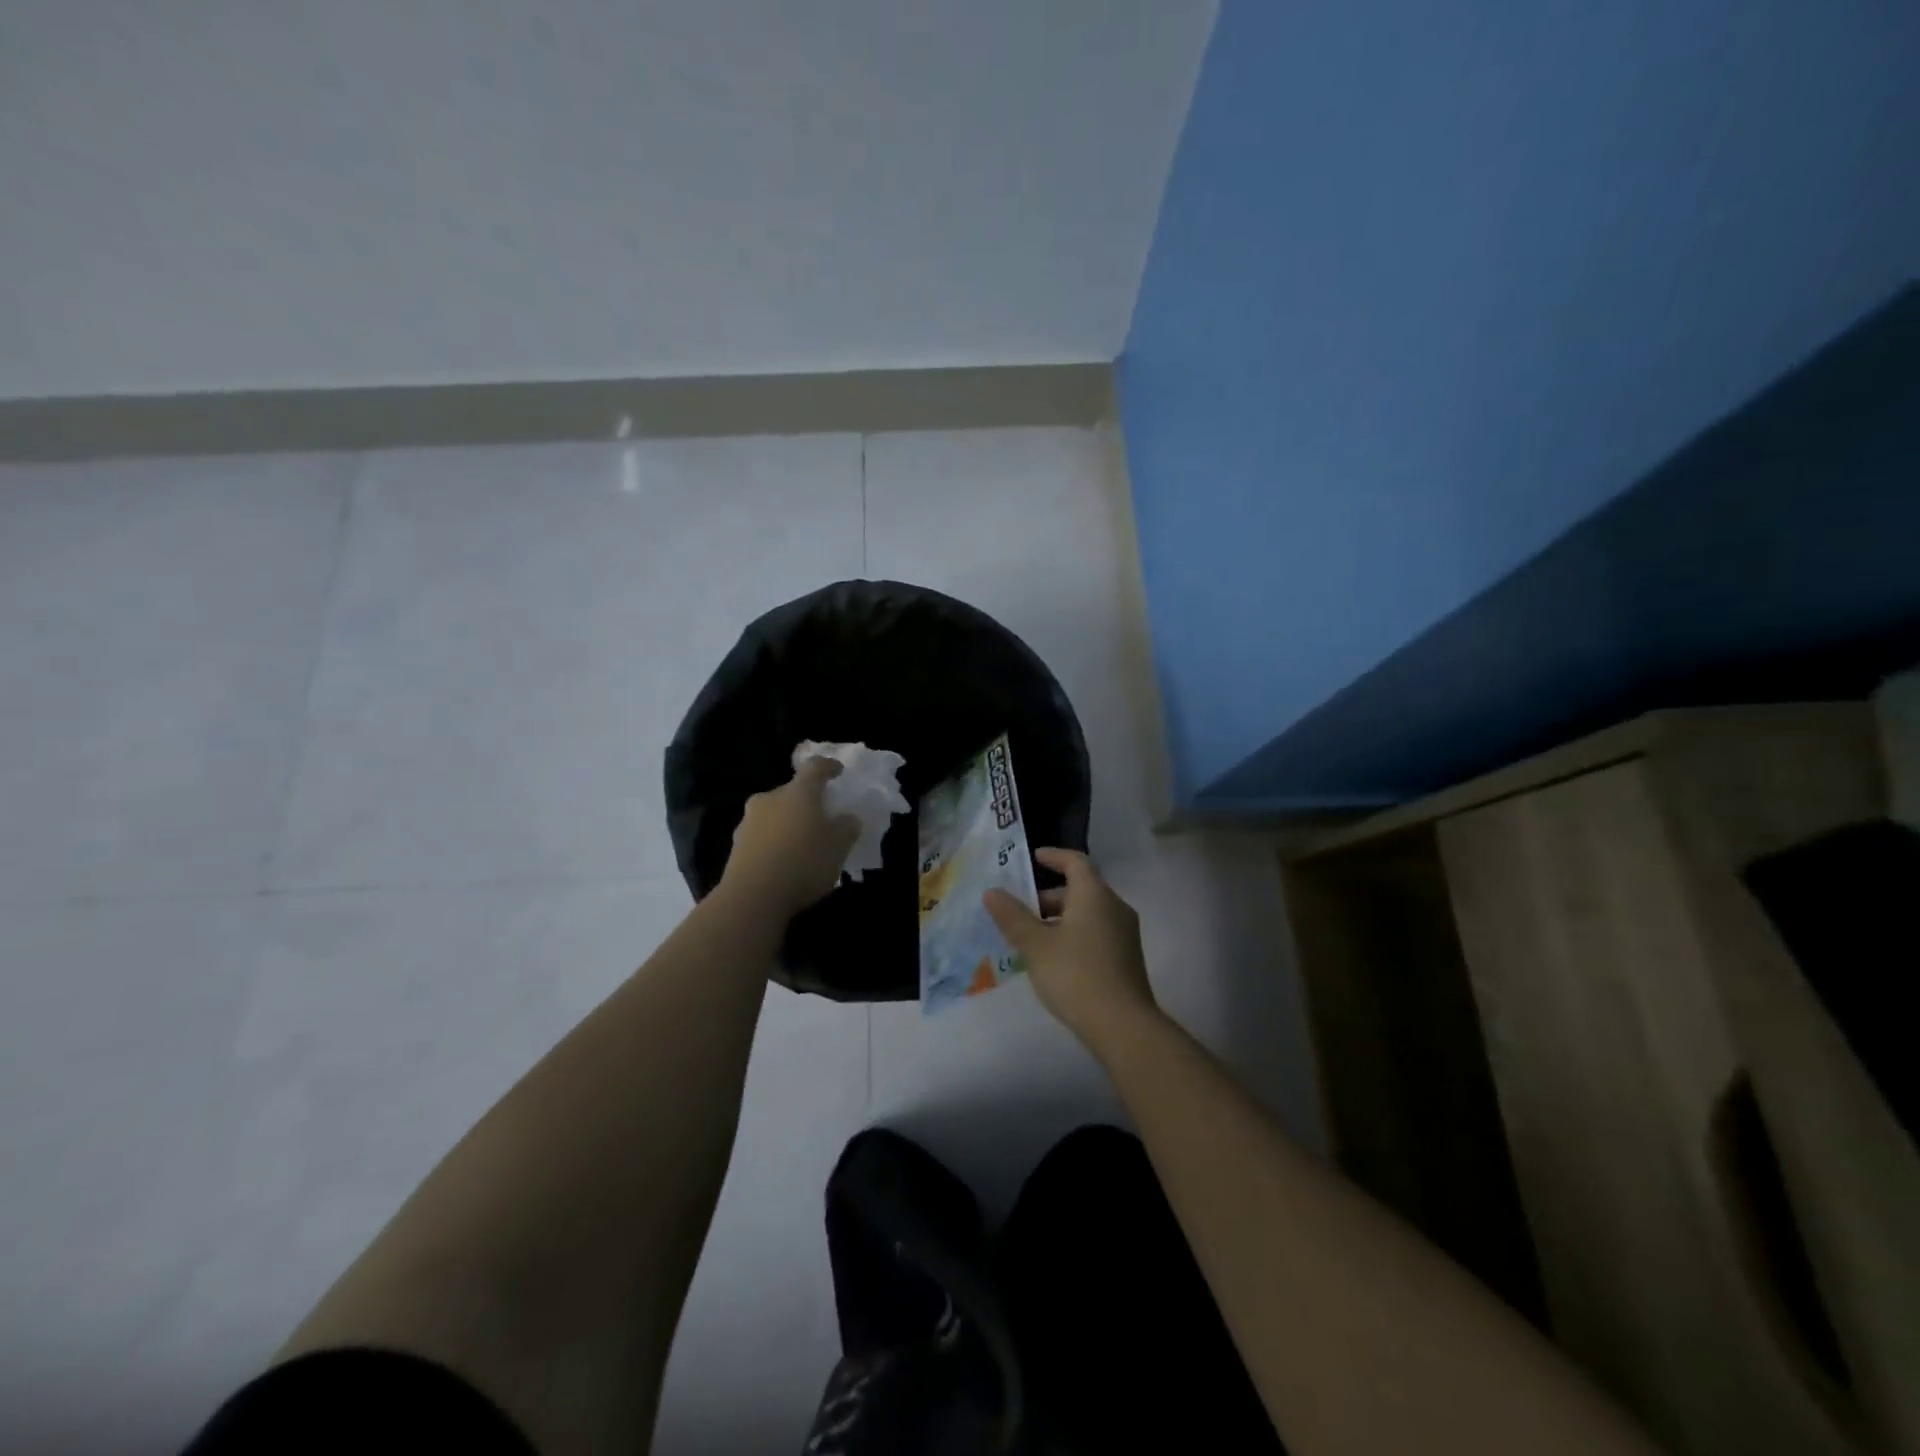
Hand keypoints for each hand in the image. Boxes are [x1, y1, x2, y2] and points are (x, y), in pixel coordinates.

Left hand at [720, 758, 859, 918]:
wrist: (751, 898)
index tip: (837, 771)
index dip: (828, 766)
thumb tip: (847, 818)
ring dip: (788, 823)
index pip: (814, 767)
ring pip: (774, 814)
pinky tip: (784, 862)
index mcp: (798, 792)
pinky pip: (762, 836)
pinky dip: (774, 843)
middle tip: (820, 818)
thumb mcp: (838, 847)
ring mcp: (748, 821)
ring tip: (802, 845)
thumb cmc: (803, 863)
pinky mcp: (736, 846)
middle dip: (806, 802)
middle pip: (791, 792)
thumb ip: (847, 828)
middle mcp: (770, 799)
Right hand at [984, 848, 1159, 1053]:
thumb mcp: (1035, 945)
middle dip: (1049, 896)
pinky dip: (1073, 934)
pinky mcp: (1127, 958)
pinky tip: (1054, 959)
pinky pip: (1096, 932)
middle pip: (1080, 889)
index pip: (1075, 862)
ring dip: (1059, 918)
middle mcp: (1114, 906)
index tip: (1034, 857)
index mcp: (1094, 895)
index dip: (1054, 857)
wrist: (1123, 1026)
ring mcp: (1125, 933)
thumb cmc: (1075, 975)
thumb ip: (1012, 916)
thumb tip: (992, 892)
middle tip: (1020, 910)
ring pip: (1088, 913)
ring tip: (1031, 938)